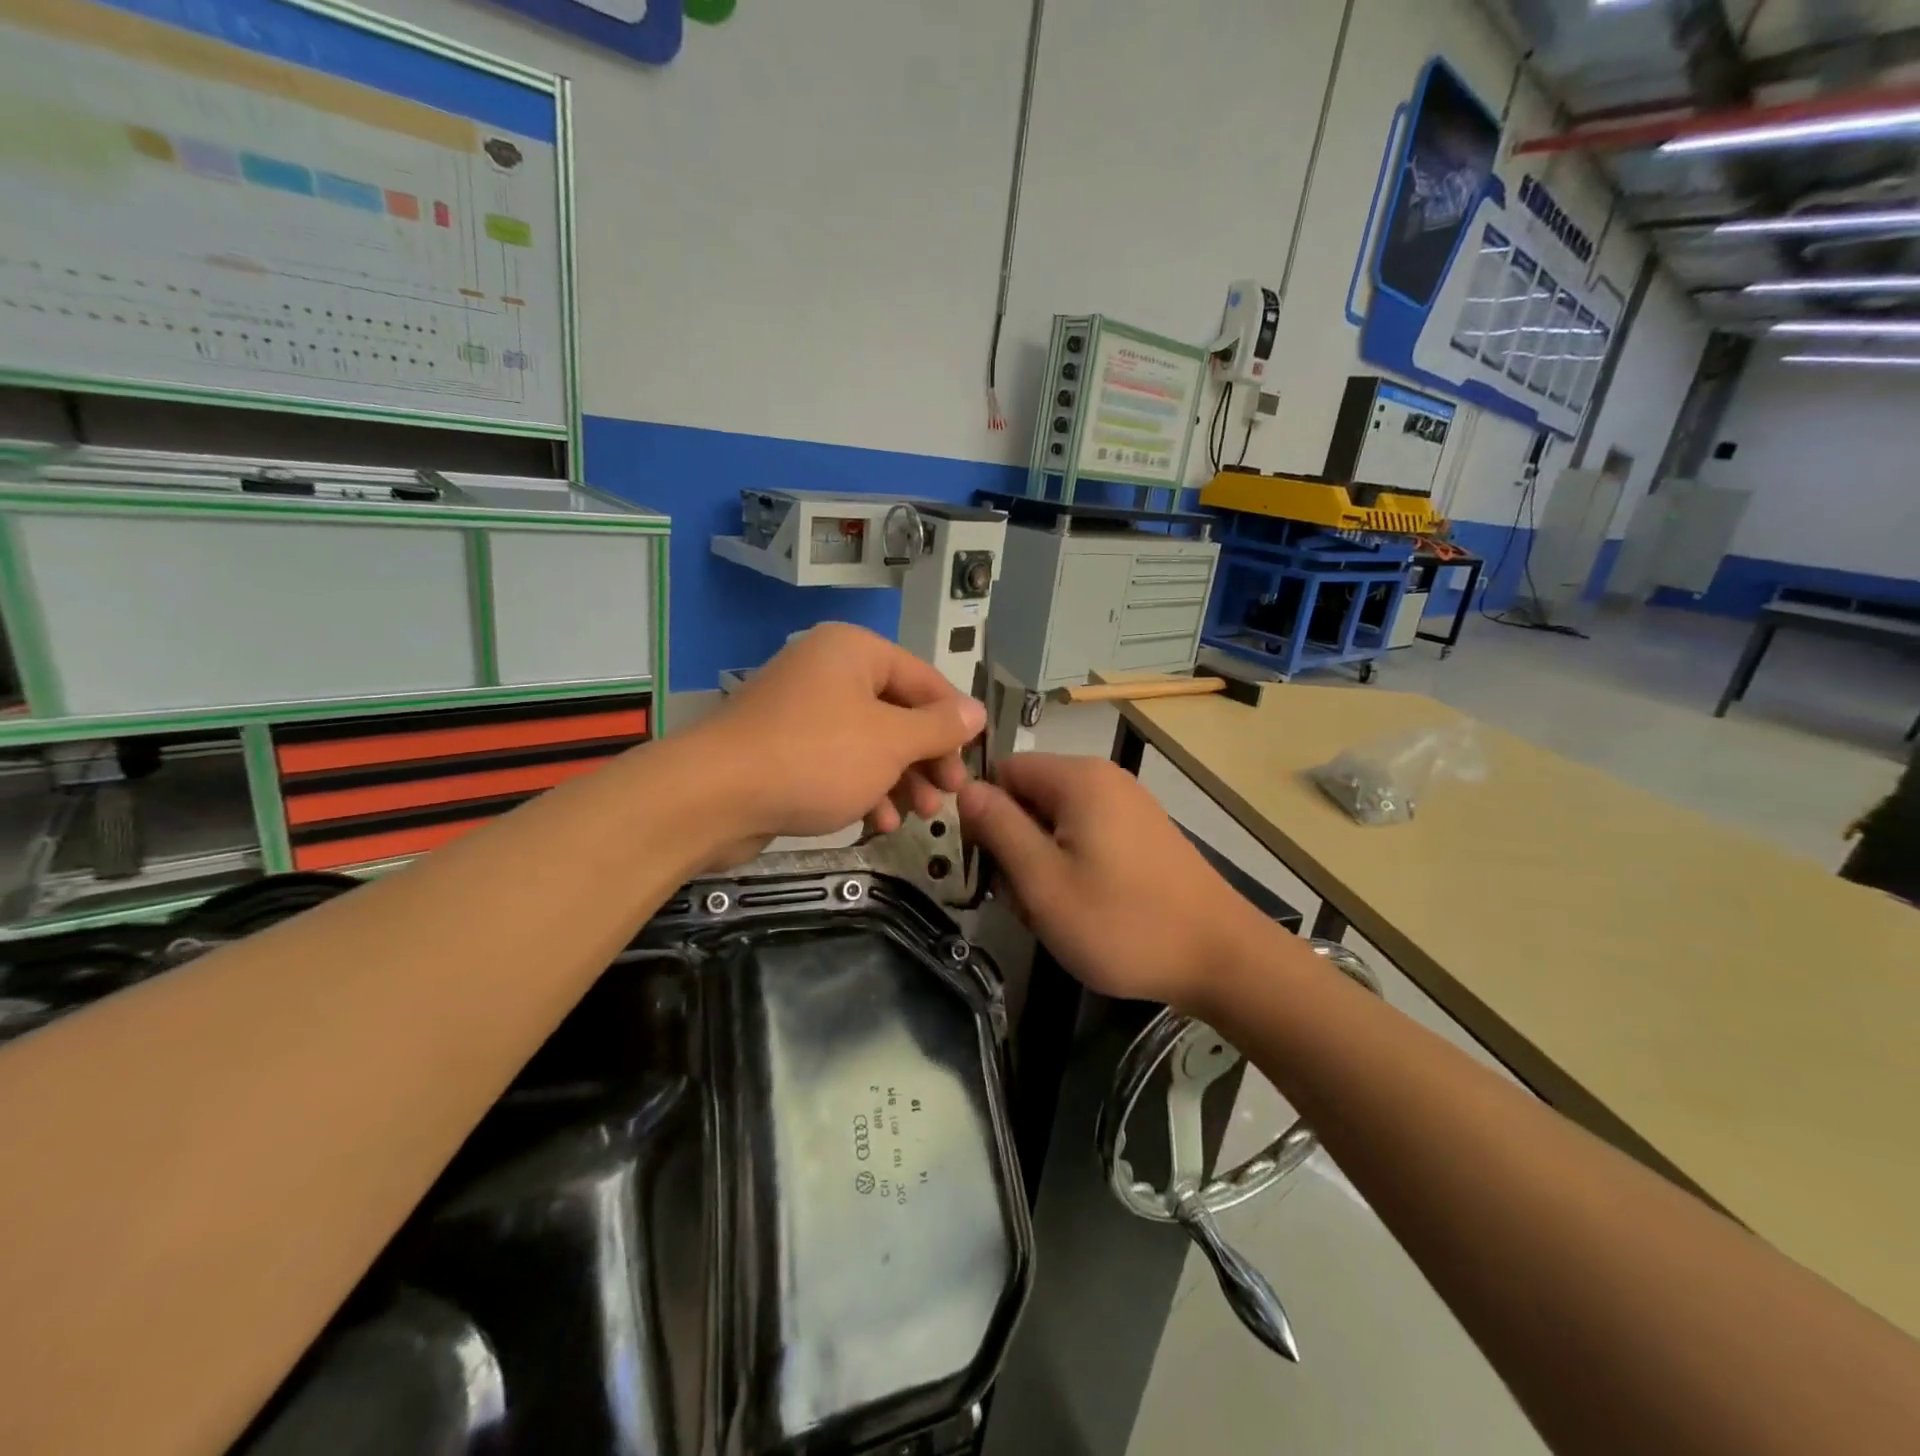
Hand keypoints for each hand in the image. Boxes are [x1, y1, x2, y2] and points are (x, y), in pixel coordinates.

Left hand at [691, 624, 984, 861]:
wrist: (714, 797)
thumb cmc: (816, 757)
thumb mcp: (890, 742)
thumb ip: (938, 727)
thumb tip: (977, 711)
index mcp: (855, 651)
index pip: (924, 679)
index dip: (953, 722)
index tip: (972, 763)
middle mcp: (828, 670)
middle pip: (897, 711)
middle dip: (925, 758)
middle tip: (947, 795)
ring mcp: (803, 709)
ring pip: (870, 741)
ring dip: (898, 779)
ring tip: (917, 816)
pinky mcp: (784, 747)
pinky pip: (838, 761)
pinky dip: (862, 787)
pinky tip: (876, 822)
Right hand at [958, 754, 1272, 1011]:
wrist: (1220, 958)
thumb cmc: (1122, 922)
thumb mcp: (1043, 881)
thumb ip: (999, 828)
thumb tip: (965, 787)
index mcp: (1078, 778)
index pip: (1004, 771)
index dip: (984, 813)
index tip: (989, 864)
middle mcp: (1104, 780)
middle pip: (1029, 797)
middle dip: (1015, 846)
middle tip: (1025, 901)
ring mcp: (1128, 807)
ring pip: (1055, 824)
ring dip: (1041, 865)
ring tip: (1055, 912)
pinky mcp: (1142, 835)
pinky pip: (1086, 838)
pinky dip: (1072, 869)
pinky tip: (1083, 910)